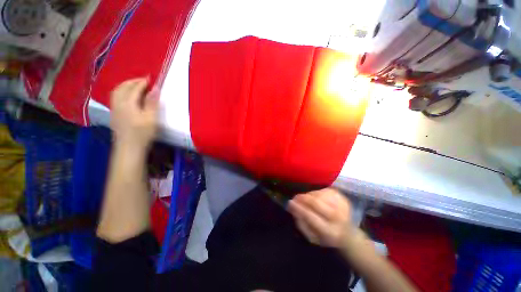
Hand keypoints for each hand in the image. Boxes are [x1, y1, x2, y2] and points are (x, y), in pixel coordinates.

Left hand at [110, 78, 158, 149]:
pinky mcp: (114, 114)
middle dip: (132, 81)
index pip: (135, 88)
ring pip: (116, 91)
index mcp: (128, 104)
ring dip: (125, 85)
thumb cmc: (142, 133)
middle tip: (143, 80)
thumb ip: (152, 103)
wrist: (129, 147)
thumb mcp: (151, 118)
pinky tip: (127, 96)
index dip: (142, 82)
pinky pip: (115, 97)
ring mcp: (114, 109)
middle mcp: (118, 103)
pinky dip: (121, 92)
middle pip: (122, 87)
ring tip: (135, 85)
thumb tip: (155, 89)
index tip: (150, 78)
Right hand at [288, 188, 357, 247]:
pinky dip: (316, 192)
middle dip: (303, 198)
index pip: (311, 217)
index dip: (299, 208)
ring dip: (309, 195)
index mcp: (330, 232)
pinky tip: (314, 196)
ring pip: (320, 195)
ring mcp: (342, 205)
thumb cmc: (326, 237)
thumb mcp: (312, 238)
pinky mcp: (342, 197)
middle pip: (316, 203)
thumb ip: (301, 224)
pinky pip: (324, 190)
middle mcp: (338, 218)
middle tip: (295, 197)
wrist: (348, 234)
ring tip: (304, 198)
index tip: (290, 203)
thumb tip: (293, 208)